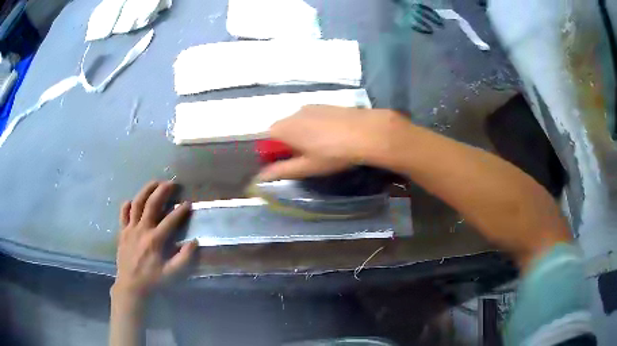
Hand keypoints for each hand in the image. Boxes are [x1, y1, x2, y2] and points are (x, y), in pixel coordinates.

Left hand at [113, 181, 196, 297]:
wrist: (131, 286)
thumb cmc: (152, 280)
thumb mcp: (171, 273)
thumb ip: (184, 258)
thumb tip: (194, 242)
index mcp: (155, 240)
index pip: (170, 220)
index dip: (180, 210)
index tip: (188, 203)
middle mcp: (142, 229)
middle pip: (152, 204)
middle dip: (162, 191)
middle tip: (171, 183)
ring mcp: (130, 229)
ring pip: (137, 204)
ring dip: (146, 191)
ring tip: (154, 183)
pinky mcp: (122, 232)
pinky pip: (123, 214)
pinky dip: (127, 205)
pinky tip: (131, 201)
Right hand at [257, 105, 404, 180]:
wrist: (366, 132)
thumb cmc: (332, 153)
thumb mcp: (306, 167)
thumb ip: (281, 171)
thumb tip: (260, 177)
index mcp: (283, 128)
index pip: (265, 139)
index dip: (273, 153)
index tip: (287, 163)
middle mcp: (292, 113)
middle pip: (281, 130)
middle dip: (288, 144)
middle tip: (306, 158)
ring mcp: (309, 107)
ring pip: (297, 123)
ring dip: (302, 135)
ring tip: (322, 148)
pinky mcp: (324, 105)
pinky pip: (311, 117)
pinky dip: (315, 127)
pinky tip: (332, 136)